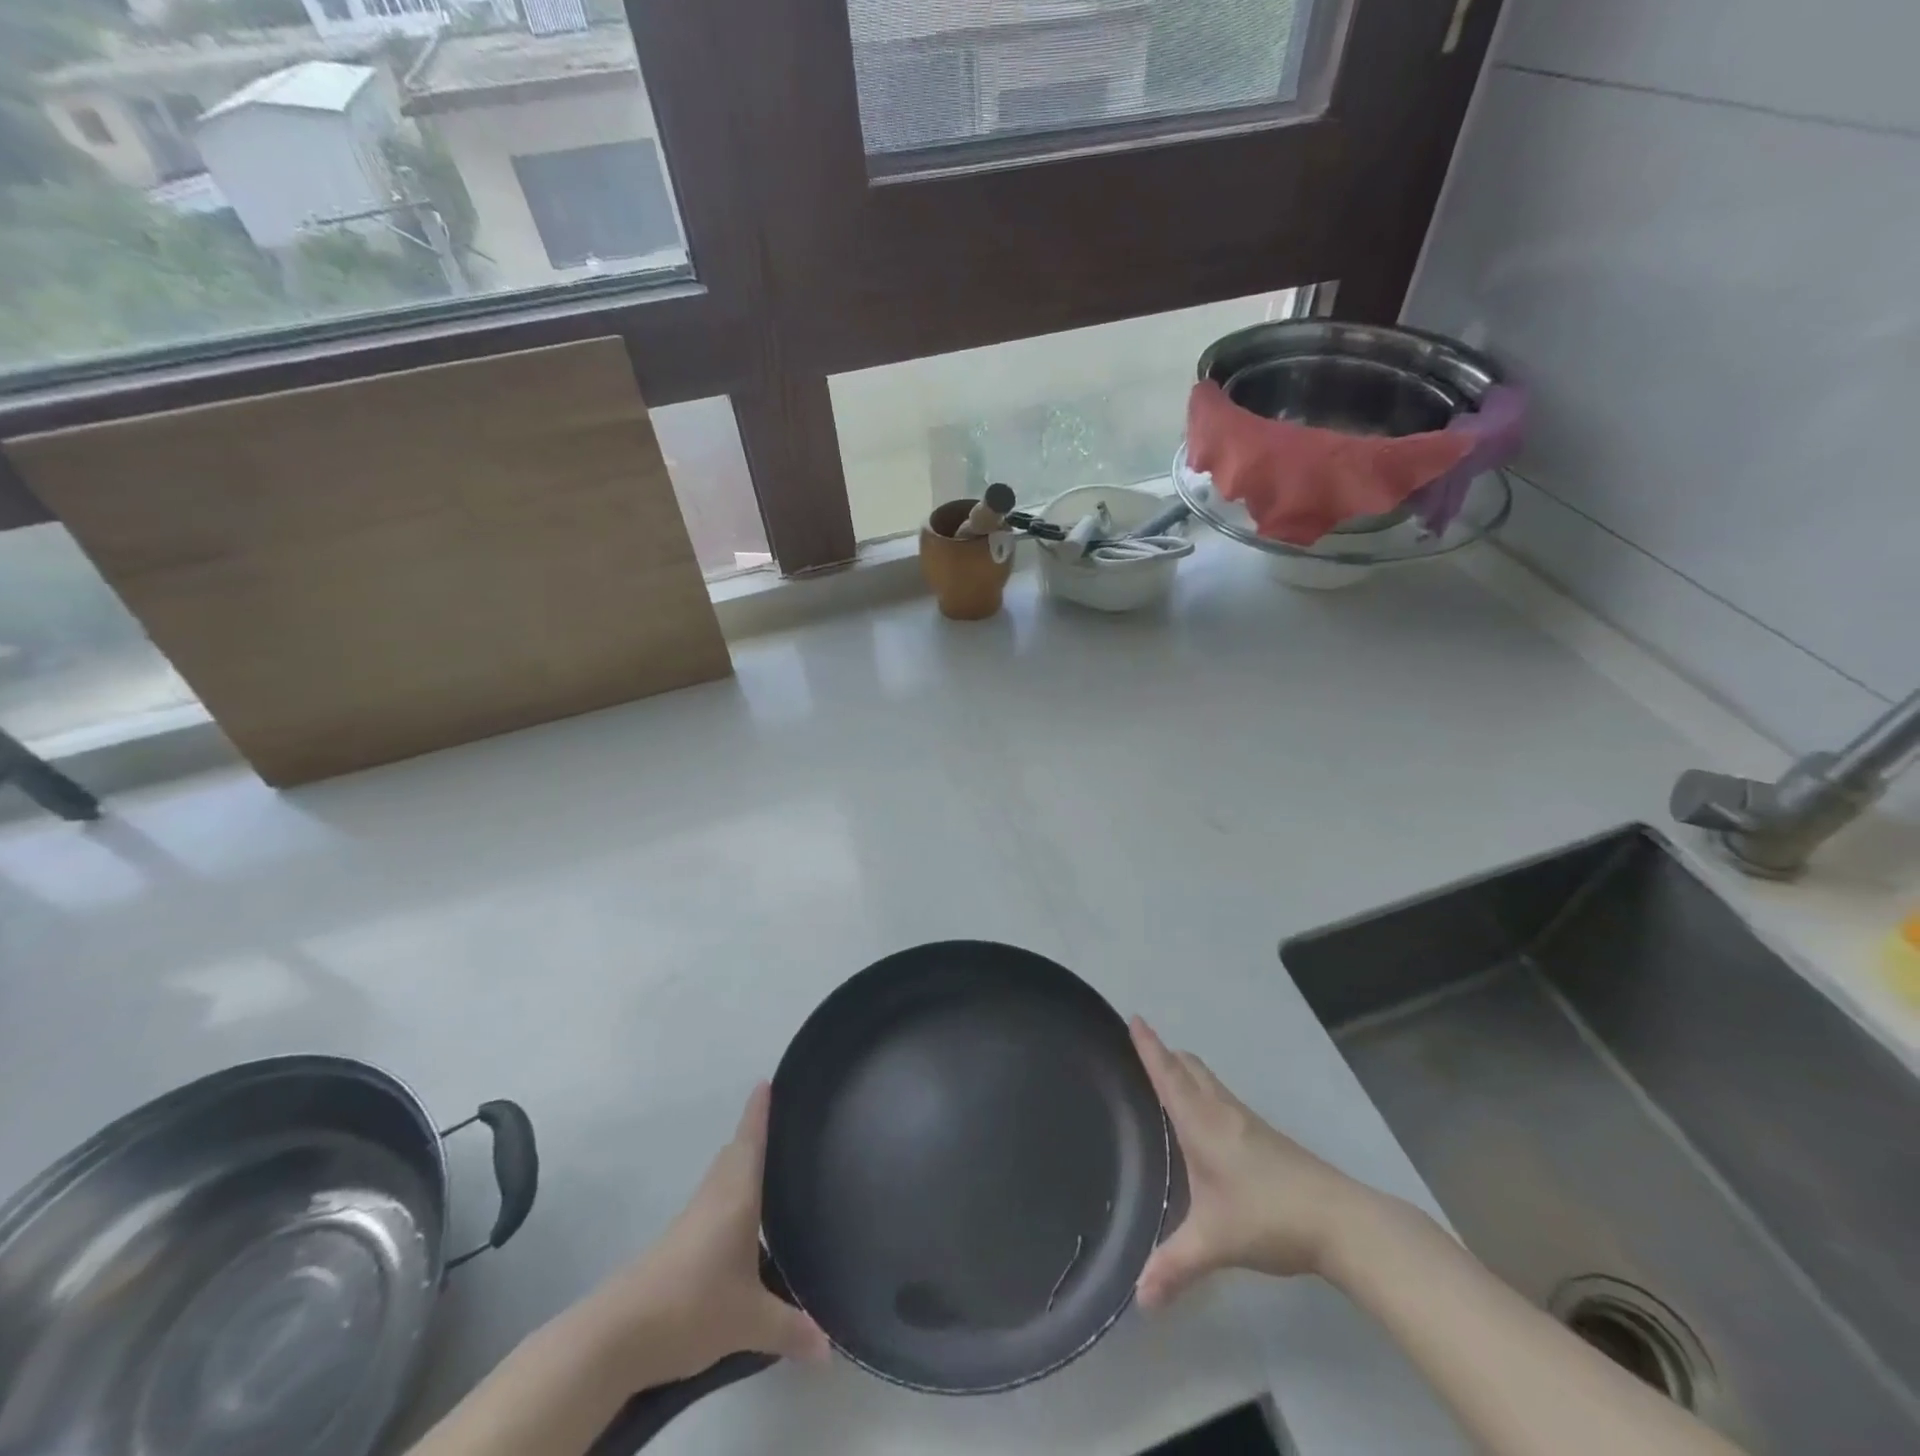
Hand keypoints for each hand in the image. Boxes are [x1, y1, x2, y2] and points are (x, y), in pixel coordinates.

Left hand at [578, 1084, 829, 1383]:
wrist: (617, 1336)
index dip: (759, 1110)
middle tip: (785, 1128)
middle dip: (755, 1137)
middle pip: (735, 1155)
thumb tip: (832, 1349)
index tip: (766, 1081)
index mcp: (736, 1196)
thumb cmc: (691, 1306)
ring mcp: (691, 1221)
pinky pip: (712, 1205)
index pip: (750, 1141)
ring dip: (742, 1169)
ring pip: (722, 1180)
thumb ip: (792, 1329)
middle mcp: (714, 1198)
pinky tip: (743, 1228)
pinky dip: (731, 1200)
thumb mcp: (750, 1322)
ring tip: (771, 1172)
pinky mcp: (677, 1245)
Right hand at [1131, 1018, 1372, 1307]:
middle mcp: (1223, 1112)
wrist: (1340, 1221)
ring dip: (1188, 1072)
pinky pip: (1225, 1100)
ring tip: (1170, 1082)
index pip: (1168, 1075)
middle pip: (1191, 1068)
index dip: (1149, 1046)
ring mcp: (1249, 1123)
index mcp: (1202, 1123)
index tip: (1135, 1017)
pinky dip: (1206, 1094)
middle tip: (1144, 1051)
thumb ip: (1174, 1267)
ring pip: (1211, 1083)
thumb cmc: (1268, 1217)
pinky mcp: (1267, 1139)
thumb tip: (1139, 1300)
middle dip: (1167, 1054)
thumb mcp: (1215, 1242)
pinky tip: (1208, 1125)